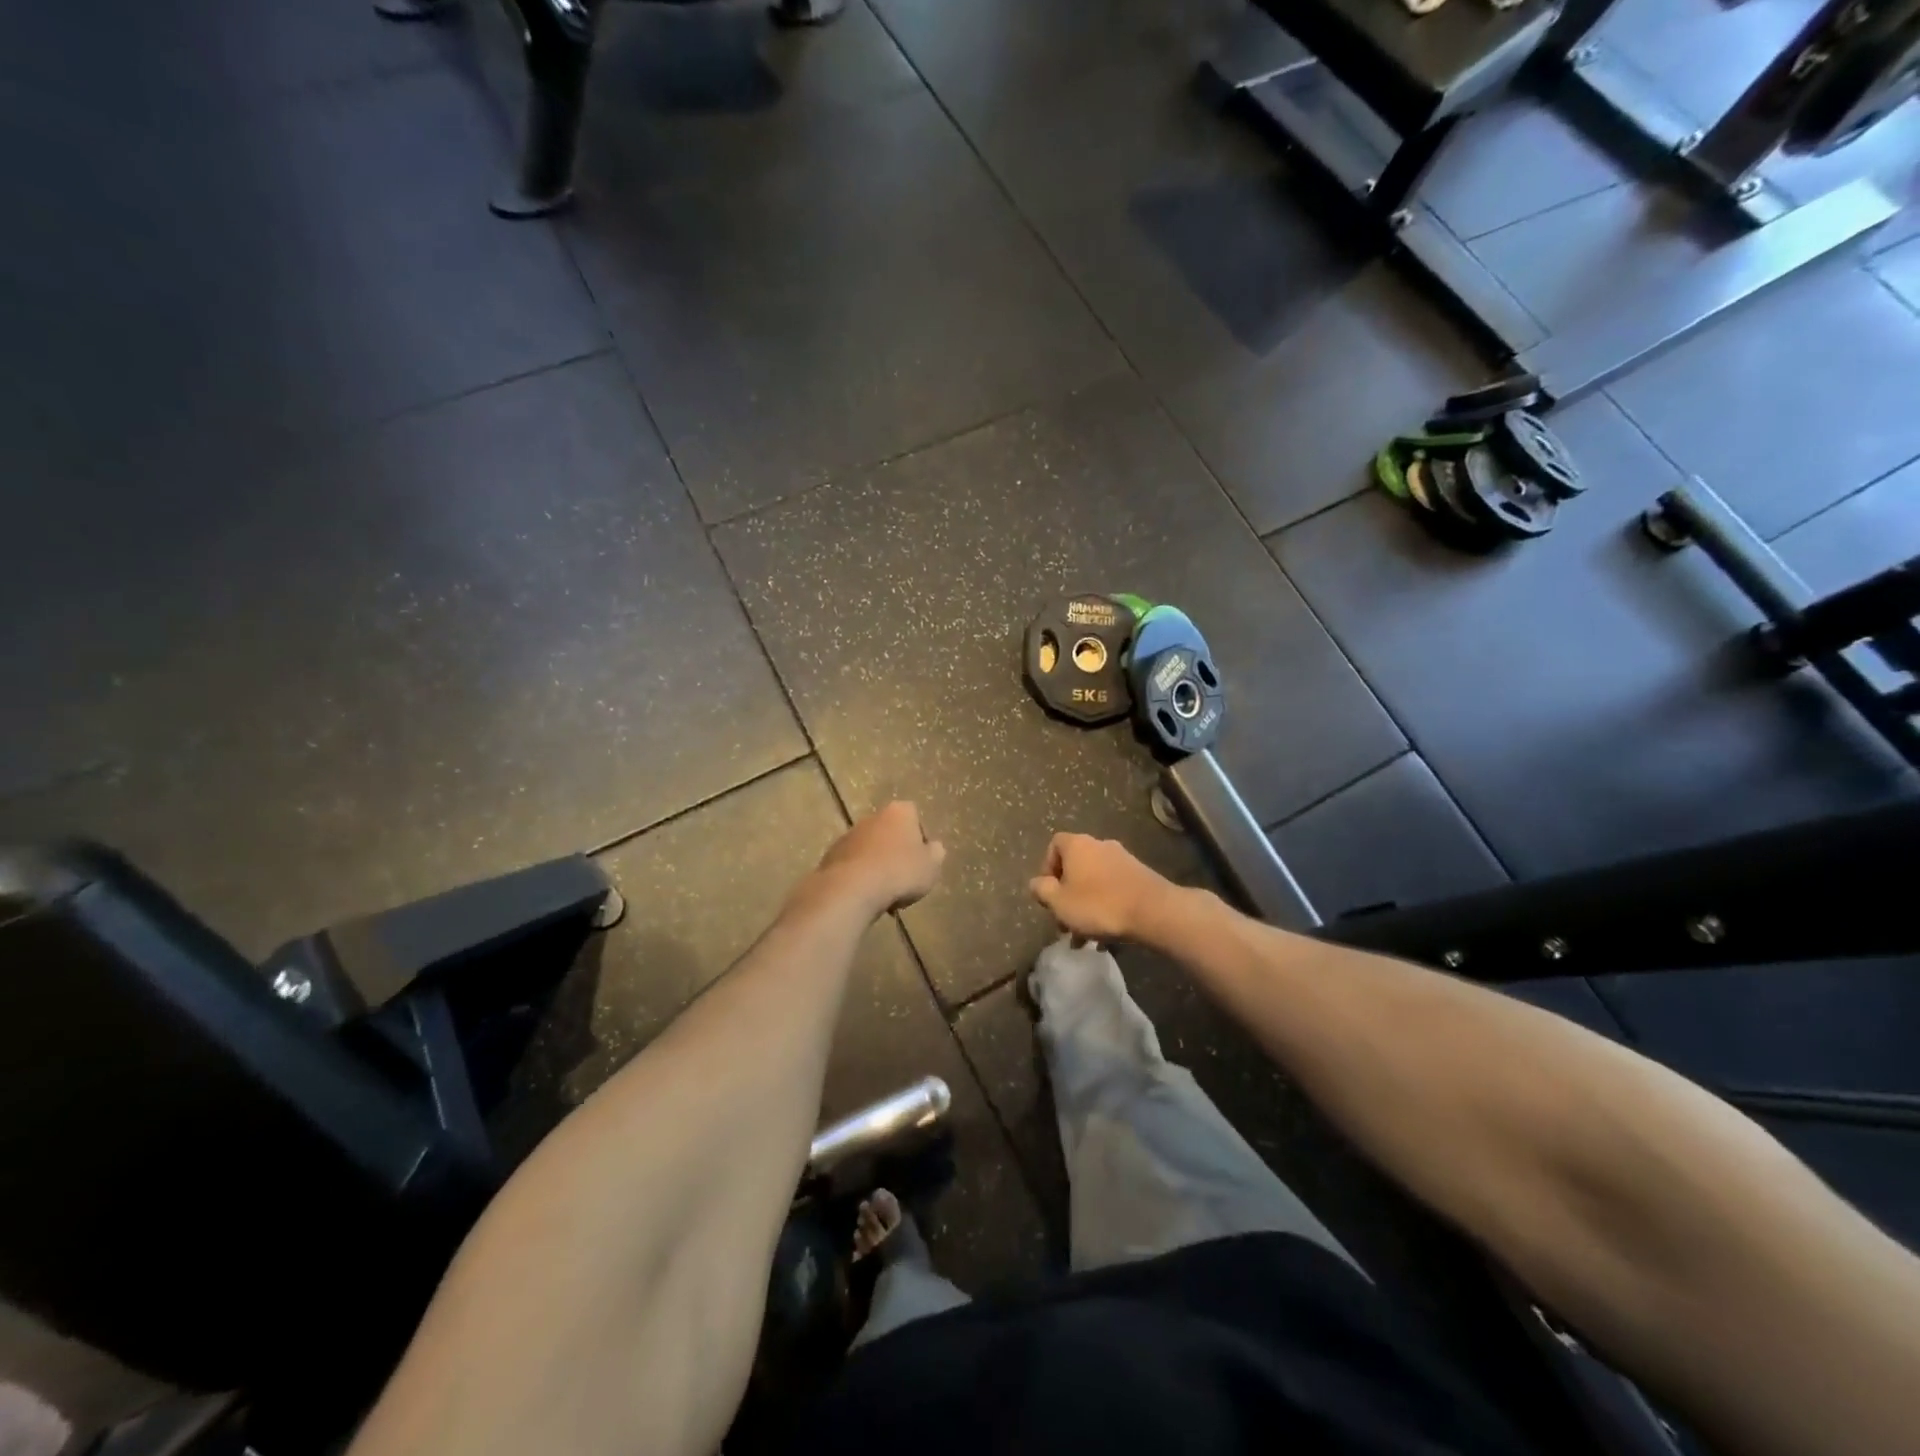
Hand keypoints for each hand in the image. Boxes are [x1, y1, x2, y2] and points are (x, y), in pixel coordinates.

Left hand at [814, 802, 946, 915]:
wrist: (852, 888)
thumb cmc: (900, 872)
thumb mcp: (932, 865)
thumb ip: (936, 852)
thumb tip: (933, 847)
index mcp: (899, 812)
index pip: (915, 817)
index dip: (920, 839)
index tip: (922, 861)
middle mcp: (872, 816)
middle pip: (891, 834)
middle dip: (897, 853)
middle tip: (905, 879)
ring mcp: (849, 835)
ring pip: (872, 850)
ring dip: (879, 867)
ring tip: (886, 895)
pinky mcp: (832, 855)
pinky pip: (854, 865)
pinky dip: (861, 877)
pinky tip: (867, 897)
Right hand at [1029, 833, 1173, 942]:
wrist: (1153, 911)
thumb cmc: (1098, 905)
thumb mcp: (1060, 902)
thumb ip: (1042, 890)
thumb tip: (1036, 883)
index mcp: (1077, 845)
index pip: (1054, 845)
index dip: (1047, 868)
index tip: (1049, 892)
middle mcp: (1099, 845)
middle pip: (1075, 866)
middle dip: (1067, 894)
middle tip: (1065, 921)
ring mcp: (1122, 859)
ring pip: (1094, 881)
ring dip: (1086, 906)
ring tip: (1085, 937)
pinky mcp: (1139, 875)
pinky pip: (1113, 889)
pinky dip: (1106, 907)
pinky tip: (1106, 935)